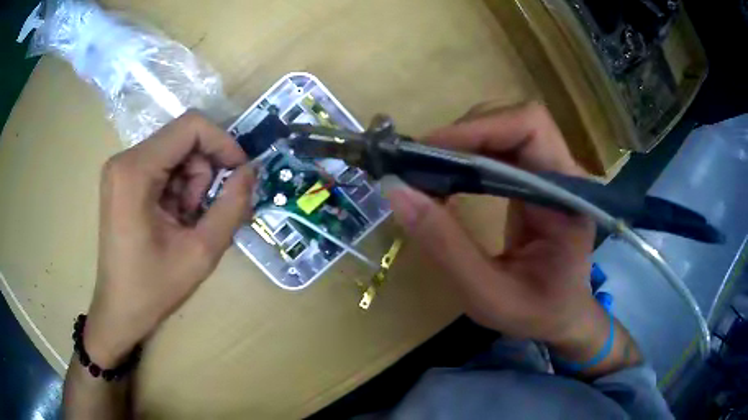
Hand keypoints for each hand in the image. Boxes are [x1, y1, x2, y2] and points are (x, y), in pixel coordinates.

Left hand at [84, 111, 253, 366]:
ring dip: (192, 183)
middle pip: (183, 139)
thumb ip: (232, 207)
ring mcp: (121, 168)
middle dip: (204, 171)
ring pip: (175, 153)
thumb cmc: (153, 288)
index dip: (223, 142)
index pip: (190, 126)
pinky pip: (163, 166)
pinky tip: (173, 219)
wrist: (119, 310)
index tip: (239, 173)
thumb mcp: (201, 252)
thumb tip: (251, 171)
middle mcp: (124, 159)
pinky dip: (178, 188)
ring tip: (186, 222)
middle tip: (203, 212)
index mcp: (135, 170)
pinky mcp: (123, 179)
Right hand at [385, 102, 598, 345]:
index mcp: (568, 198)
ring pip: (505, 129)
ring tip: (428, 171)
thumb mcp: (487, 294)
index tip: (428, 151)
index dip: (479, 128)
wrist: (562, 318)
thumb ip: (446, 246)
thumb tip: (397, 190)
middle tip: (420, 163)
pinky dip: (468, 156)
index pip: (531, 128)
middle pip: (516, 121)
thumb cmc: (536, 314)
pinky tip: (447, 178)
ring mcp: (552, 174)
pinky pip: (501, 149)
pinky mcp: (537, 180)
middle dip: (465, 133)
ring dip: (463, 142)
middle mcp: (565, 174)